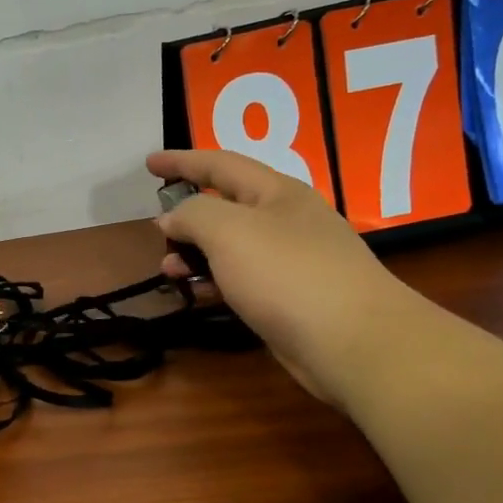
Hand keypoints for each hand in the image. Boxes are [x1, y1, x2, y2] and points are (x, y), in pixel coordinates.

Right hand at [147, 150, 430, 404]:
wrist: (353, 342)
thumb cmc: (287, 274)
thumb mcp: (229, 232)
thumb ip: (192, 215)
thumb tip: (172, 217)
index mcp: (277, 192)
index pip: (221, 164)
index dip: (182, 161)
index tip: (148, 163)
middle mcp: (286, 221)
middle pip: (227, 206)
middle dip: (188, 216)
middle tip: (157, 230)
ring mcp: (292, 261)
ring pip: (231, 247)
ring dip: (195, 254)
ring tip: (167, 270)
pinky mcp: (291, 298)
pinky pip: (242, 279)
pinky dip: (215, 282)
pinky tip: (198, 295)